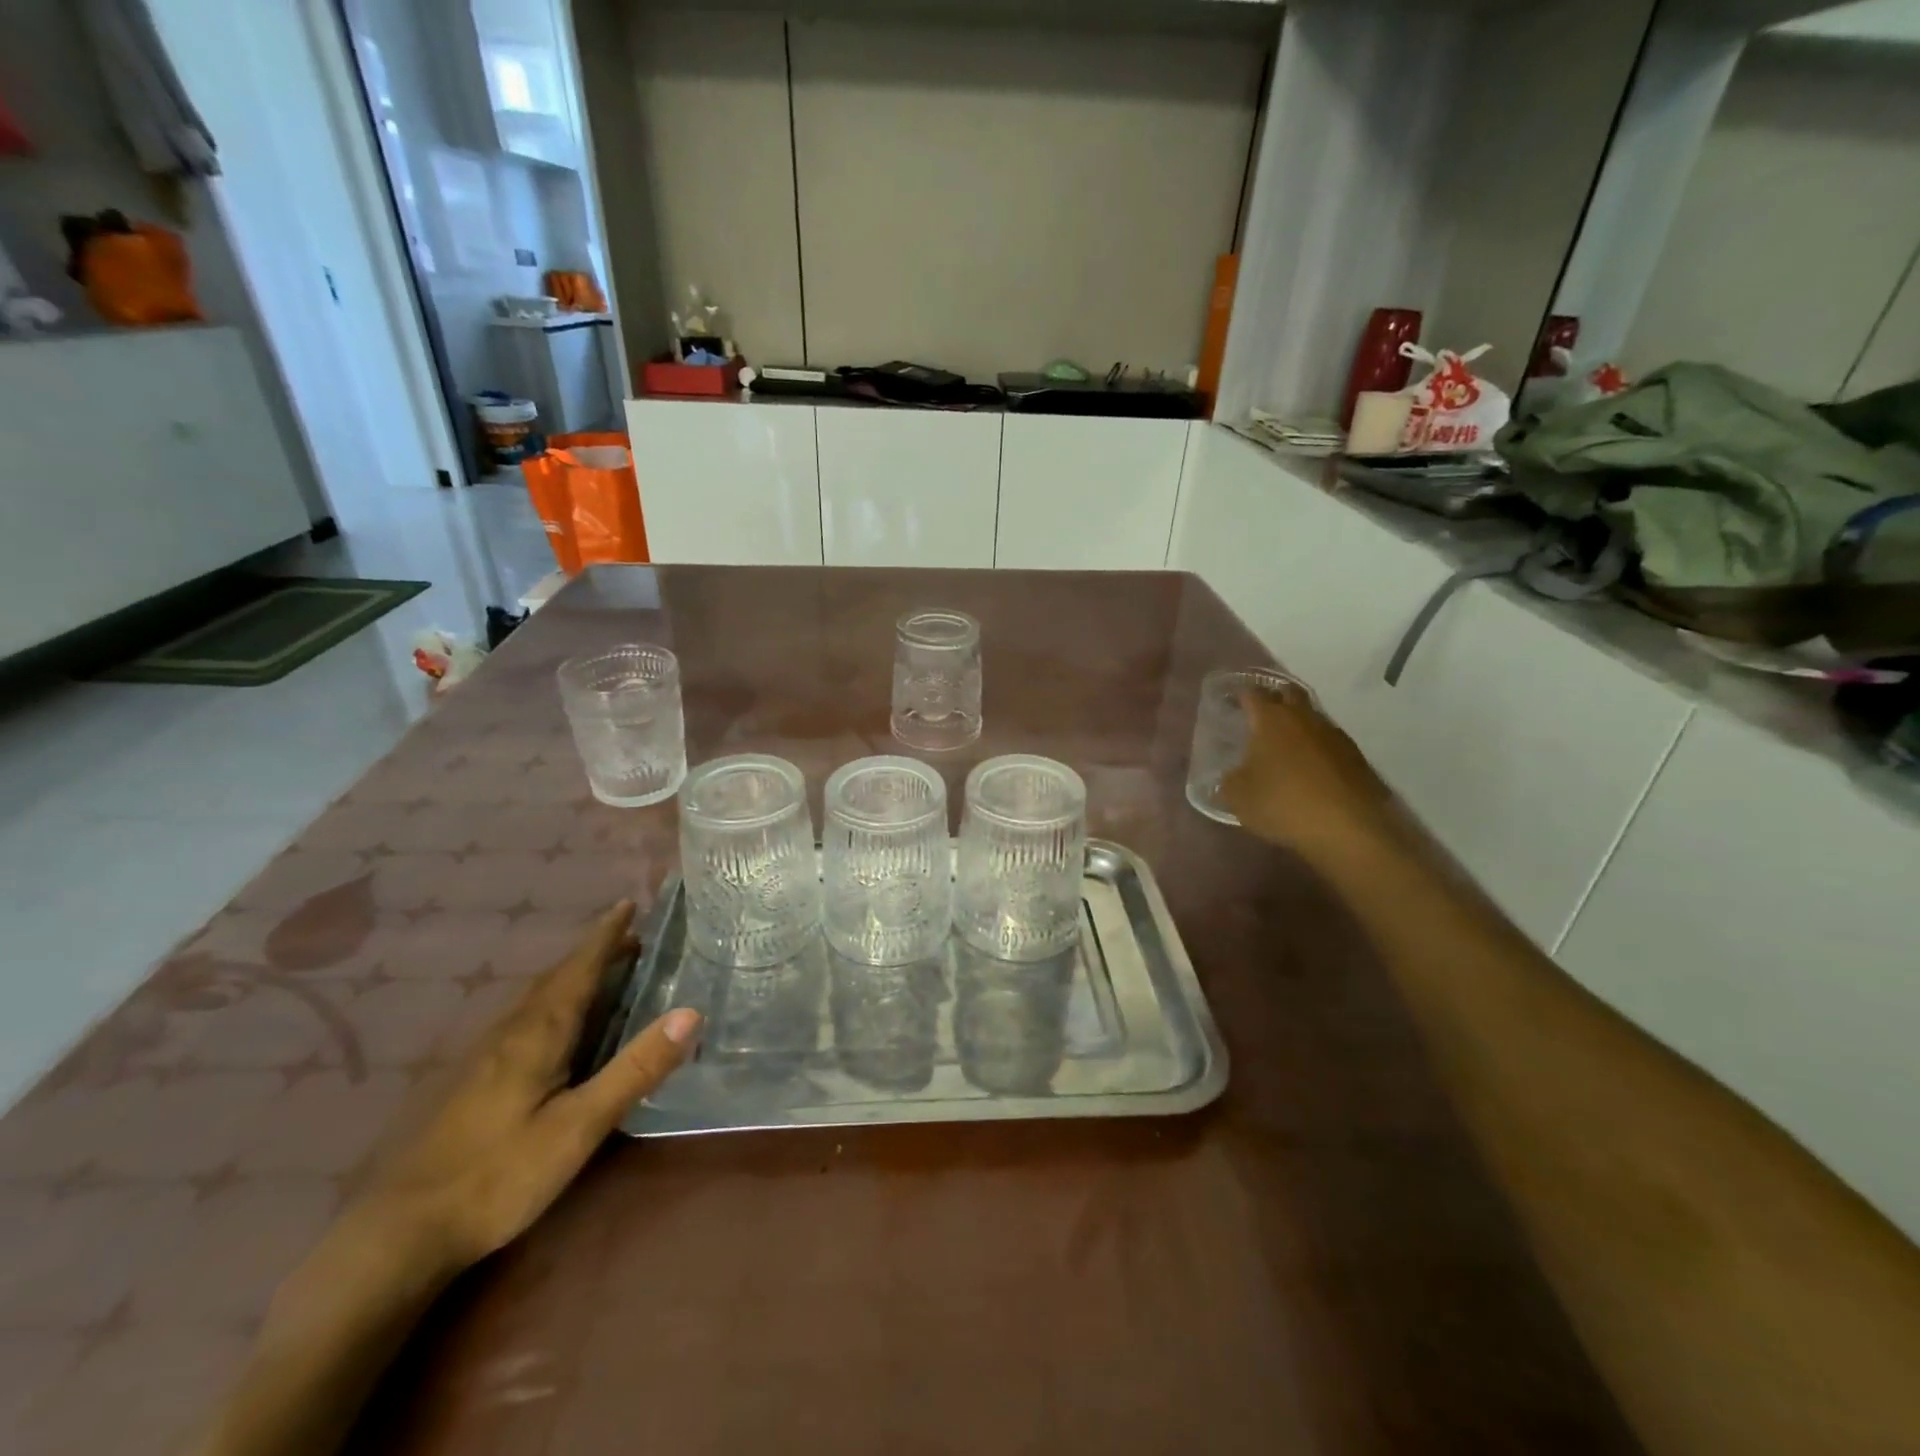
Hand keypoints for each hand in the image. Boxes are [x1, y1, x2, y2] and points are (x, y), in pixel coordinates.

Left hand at [348, 900, 701, 1275]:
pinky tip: (555, 1025)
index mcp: (539, 1032)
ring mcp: (485, 1056)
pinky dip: (553, 1001)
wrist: (397, 1234)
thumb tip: (691, 1012)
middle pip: (558, 976)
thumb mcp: (580, 1126)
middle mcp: (511, 1031)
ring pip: (537, 997)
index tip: (629, 903)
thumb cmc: (499, 1176)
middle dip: (595, 951)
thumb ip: (635, 1069)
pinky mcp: (472, 1081)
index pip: (580, 967)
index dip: (607, 935)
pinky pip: (524, 1019)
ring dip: (573, 975)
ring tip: (603, 970)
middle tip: (631, 936)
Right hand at [1219, 685, 1399, 856]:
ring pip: (1311, 718)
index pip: (1253, 693)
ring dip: (1297, 726)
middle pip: (1289, 694)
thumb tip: (1233, 775)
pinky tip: (1308, 769)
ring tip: (1283, 746)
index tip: (1231, 700)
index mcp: (1271, 719)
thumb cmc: (1283, 803)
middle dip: (1274, 698)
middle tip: (1259, 714)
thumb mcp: (1239, 797)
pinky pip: (1328, 743)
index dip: (1240, 694)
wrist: (1348, 828)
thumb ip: (1230, 780)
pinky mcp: (1356, 757)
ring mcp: (1334, 736)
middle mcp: (1304, 718)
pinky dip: (1315, 749)